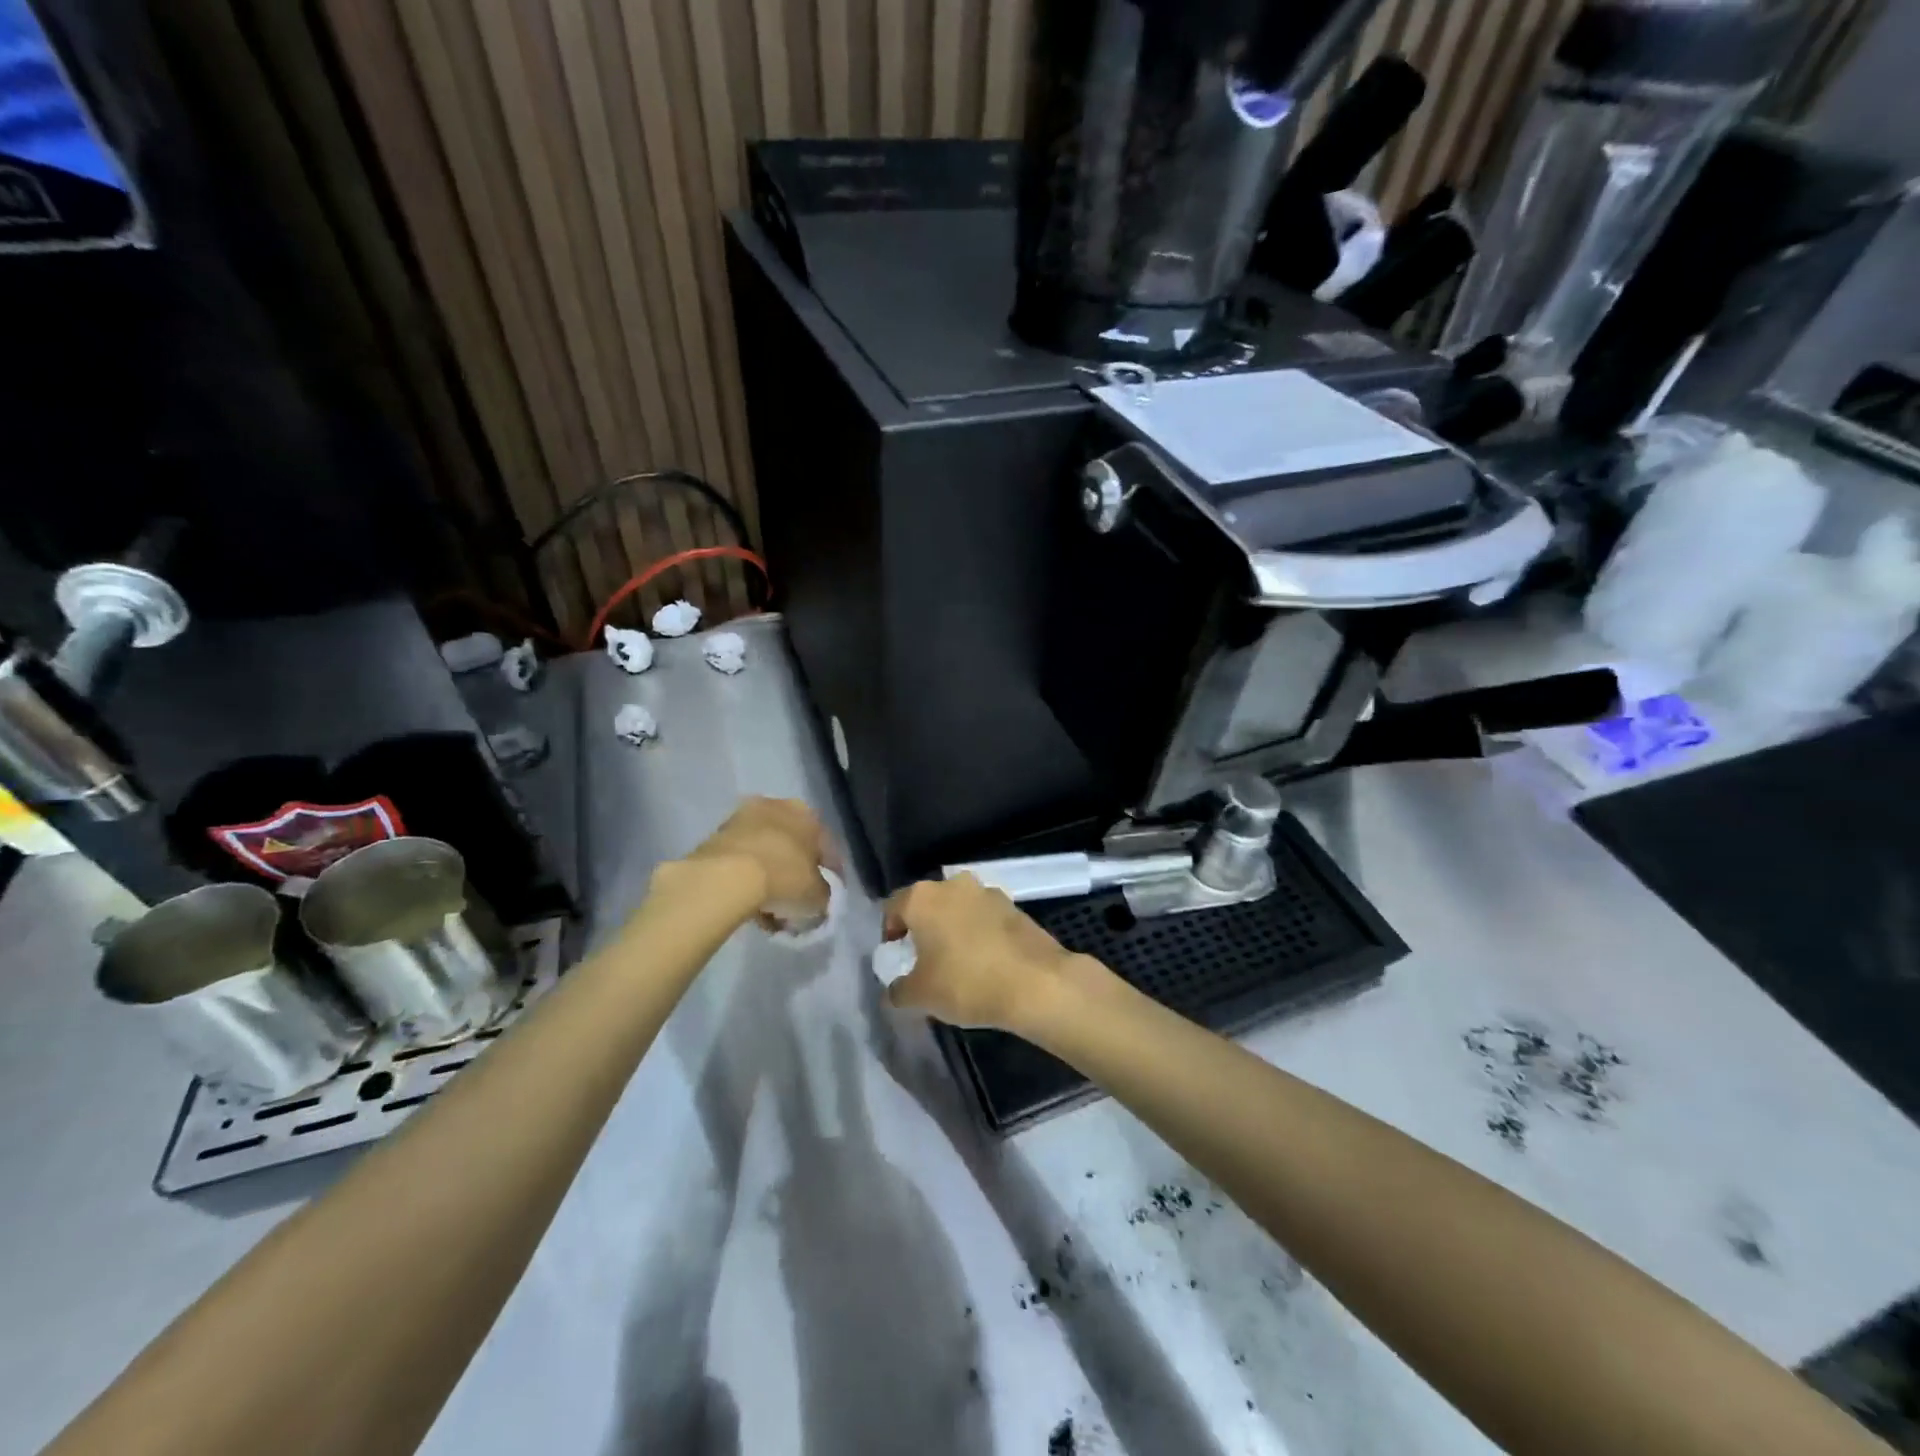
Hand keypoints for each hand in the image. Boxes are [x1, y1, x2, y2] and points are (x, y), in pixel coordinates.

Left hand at [680, 796, 838, 924]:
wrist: (726, 876)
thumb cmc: (784, 877)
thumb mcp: (817, 896)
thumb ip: (823, 895)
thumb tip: (817, 900)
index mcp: (808, 814)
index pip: (826, 846)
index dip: (830, 874)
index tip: (826, 896)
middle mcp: (777, 807)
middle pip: (792, 847)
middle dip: (795, 874)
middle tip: (795, 903)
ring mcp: (743, 818)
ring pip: (765, 853)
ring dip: (769, 878)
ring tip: (769, 912)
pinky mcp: (716, 835)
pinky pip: (741, 861)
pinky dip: (747, 880)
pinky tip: (748, 906)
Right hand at [883, 873, 1096, 1031]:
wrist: (1036, 982)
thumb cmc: (966, 983)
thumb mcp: (920, 996)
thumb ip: (898, 990)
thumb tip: (896, 989)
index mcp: (923, 897)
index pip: (893, 908)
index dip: (889, 934)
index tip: (896, 959)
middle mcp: (954, 884)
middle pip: (928, 905)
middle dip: (923, 930)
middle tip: (924, 962)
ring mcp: (987, 892)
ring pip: (958, 909)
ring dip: (953, 930)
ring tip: (957, 965)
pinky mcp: (1014, 906)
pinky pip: (985, 919)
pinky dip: (979, 935)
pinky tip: (985, 964)